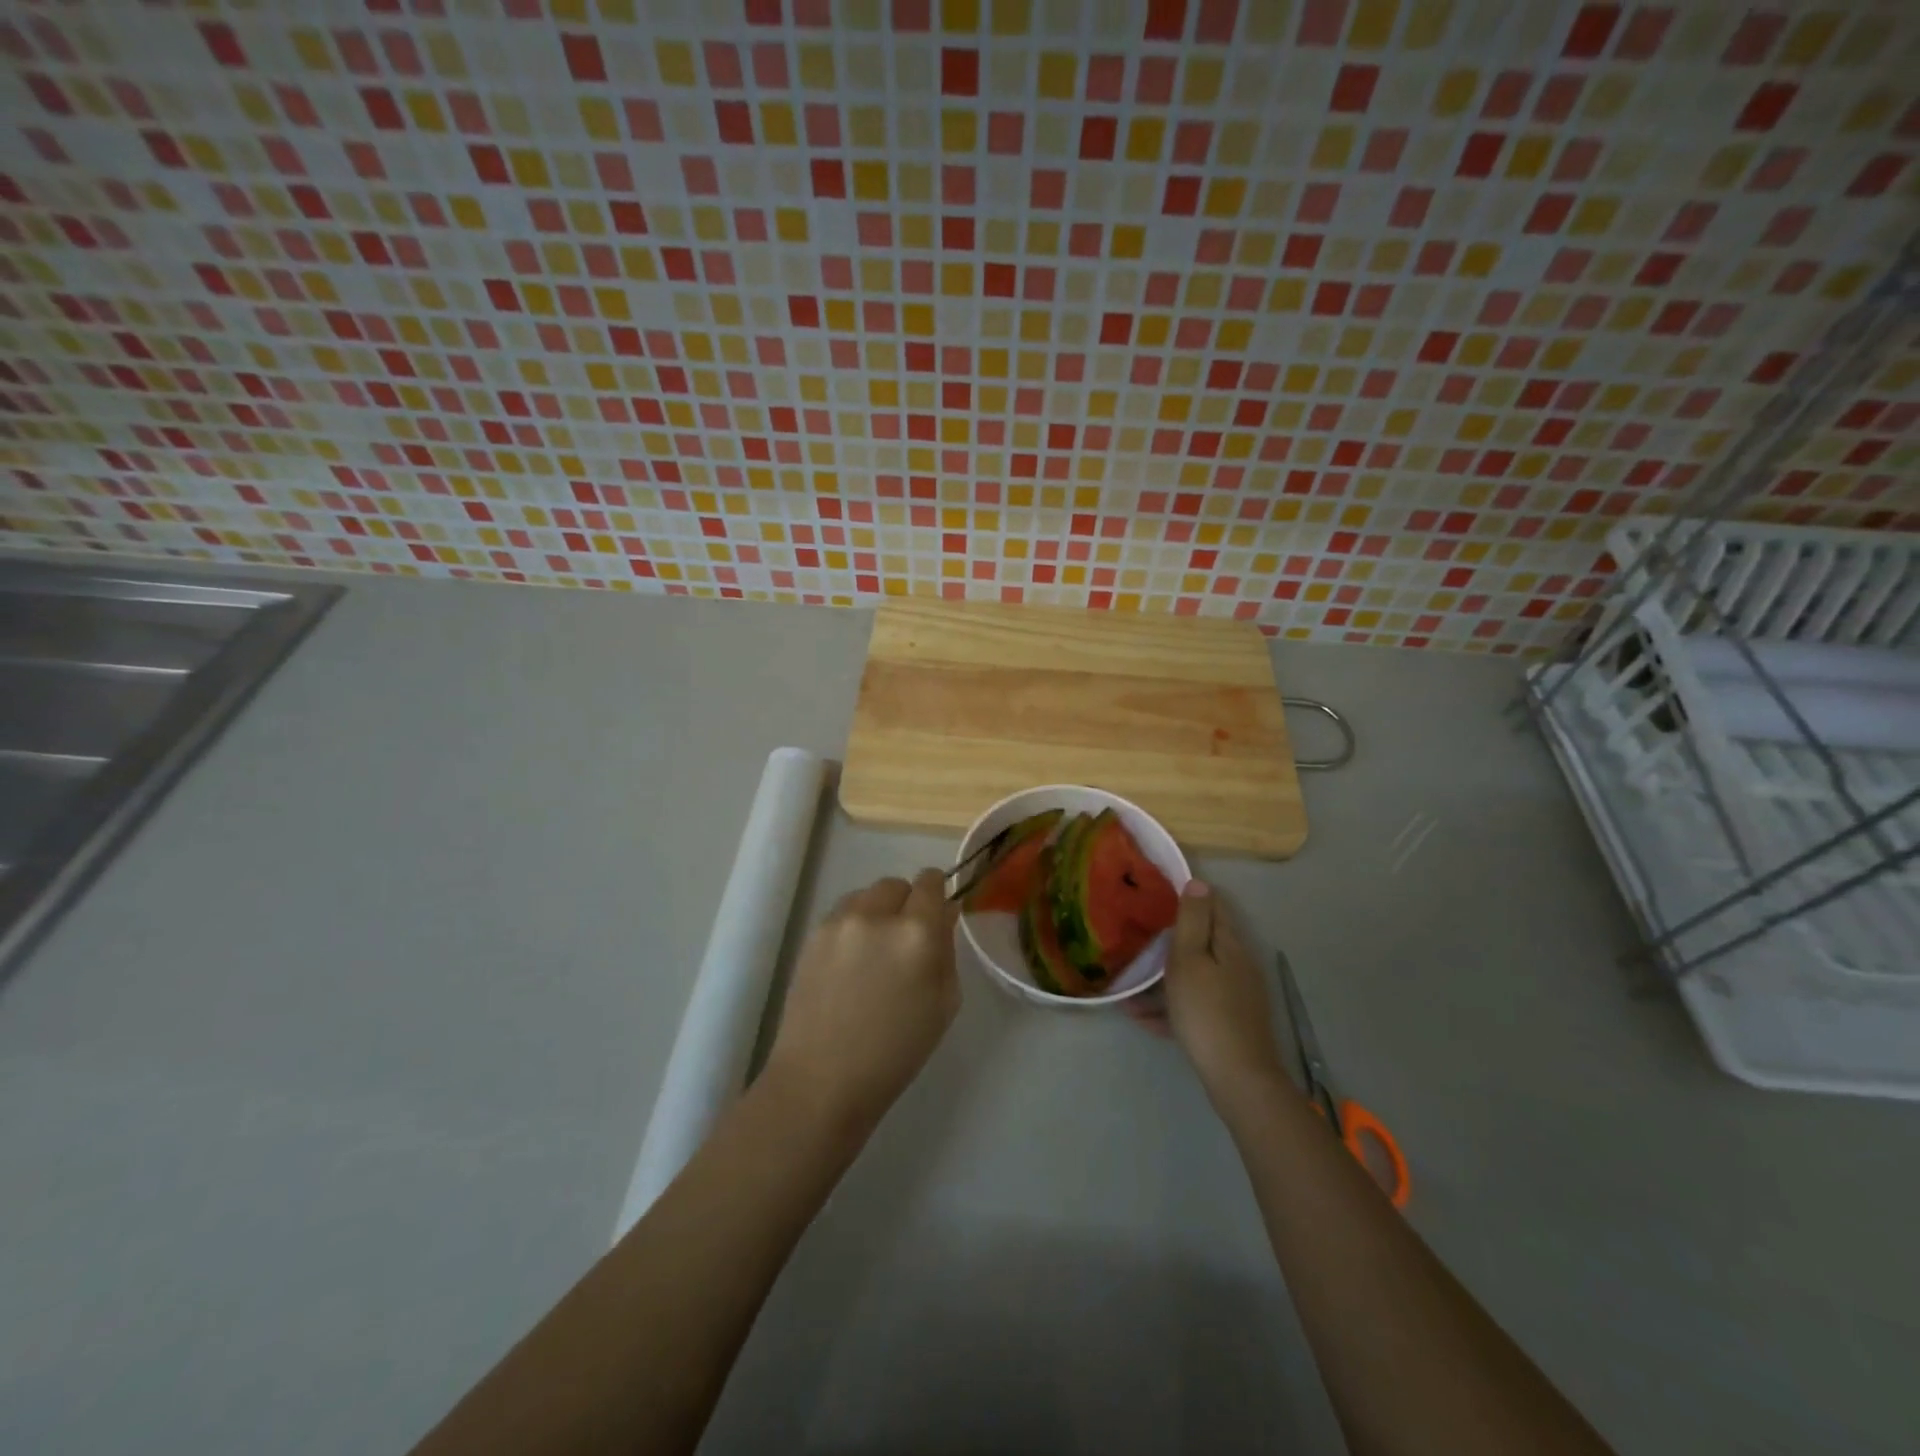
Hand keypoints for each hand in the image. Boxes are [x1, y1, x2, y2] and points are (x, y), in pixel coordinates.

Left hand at [763, 869, 960, 1136]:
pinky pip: (843, 913)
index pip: (931, 882)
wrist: (823, 1079)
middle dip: (906, 903)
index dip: (936, 894)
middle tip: (905, 940)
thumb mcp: (944, 1003)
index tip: (935, 914)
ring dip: (877, 911)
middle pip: (897, 884)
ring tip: (874, 952)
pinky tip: (850, 963)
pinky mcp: (813, 934)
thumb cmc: (896, 1052)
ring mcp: (840, 922)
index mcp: (918, 933)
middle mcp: (877, 915)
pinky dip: (853, 925)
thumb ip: (947, 949)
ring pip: (867, 895)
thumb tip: (944, 914)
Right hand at [1154, 882, 1288, 1107]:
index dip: (1189, 896)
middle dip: (1172, 938)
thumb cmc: (1207, 1011)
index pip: (1214, 906)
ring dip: (1164, 977)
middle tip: (1138, 937)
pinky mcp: (1229, 1024)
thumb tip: (1199, 881)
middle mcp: (1238, 966)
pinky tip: (1142, 1018)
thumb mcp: (1190, 960)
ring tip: (1128, 987)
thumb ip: (1192, 921)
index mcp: (1230, 945)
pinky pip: (1195, 1005)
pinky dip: (1171, 1007)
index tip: (1158, 893)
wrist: (1238, 1079)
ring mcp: (1235, 996)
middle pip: (1203, 942)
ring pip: (1195, 976)